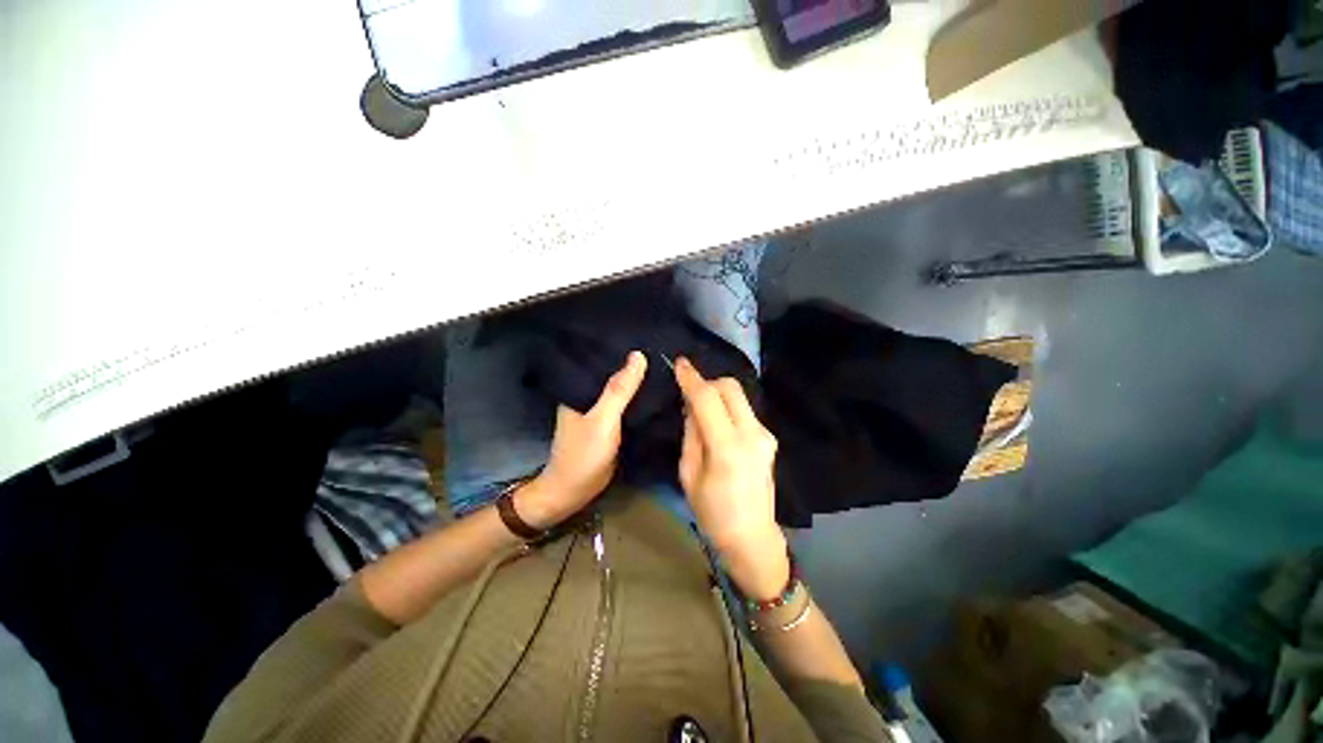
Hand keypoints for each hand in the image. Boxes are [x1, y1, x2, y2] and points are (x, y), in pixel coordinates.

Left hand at [516, 351, 646, 529]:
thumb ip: (619, 390)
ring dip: (639, 383)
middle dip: (635, 366)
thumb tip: (638, 356)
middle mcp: (590, 396)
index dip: (622, 349)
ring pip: (622, 391)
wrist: (574, 492)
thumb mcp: (603, 419)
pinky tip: (657, 393)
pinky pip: (627, 407)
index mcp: (581, 389)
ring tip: (665, 367)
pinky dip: (639, 400)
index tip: (647, 336)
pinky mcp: (610, 425)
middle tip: (663, 351)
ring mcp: (600, 411)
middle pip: (614, 374)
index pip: (603, 360)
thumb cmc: (584, 454)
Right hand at [673, 357, 788, 599]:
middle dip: (708, 382)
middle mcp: (752, 434)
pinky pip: (744, 410)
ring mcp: (765, 435)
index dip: (692, 378)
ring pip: (739, 395)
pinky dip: (727, 407)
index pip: (707, 399)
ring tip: (701, 411)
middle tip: (689, 393)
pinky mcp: (769, 438)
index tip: (679, 364)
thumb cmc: (713, 513)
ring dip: (718, 394)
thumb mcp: (689, 474)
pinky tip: (717, 424)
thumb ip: (691, 434)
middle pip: (730, 387)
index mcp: (728, 447)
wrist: (753, 537)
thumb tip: (691, 406)